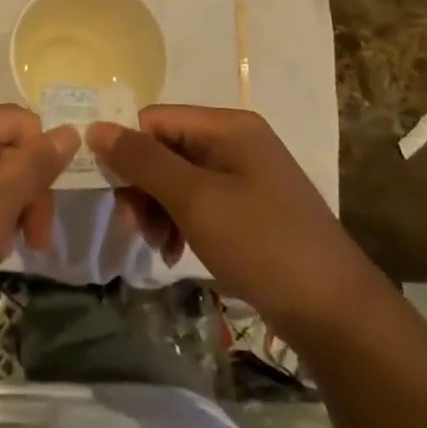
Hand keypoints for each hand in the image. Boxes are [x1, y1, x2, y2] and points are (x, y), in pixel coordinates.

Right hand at [88, 106, 366, 335]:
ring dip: (156, 209)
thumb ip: (143, 161)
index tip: (112, 193)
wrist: (331, 308)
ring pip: (176, 178)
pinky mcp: (247, 206)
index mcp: (227, 126)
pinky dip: (178, 222)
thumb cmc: (260, 243)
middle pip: (164, 148)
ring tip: (155, 246)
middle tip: (132, 227)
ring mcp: (244, 174)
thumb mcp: (195, 199)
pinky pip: (197, 201)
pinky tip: (173, 251)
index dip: (126, 151)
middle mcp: (235, 141)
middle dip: (141, 187)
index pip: (155, 119)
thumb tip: (95, 127)